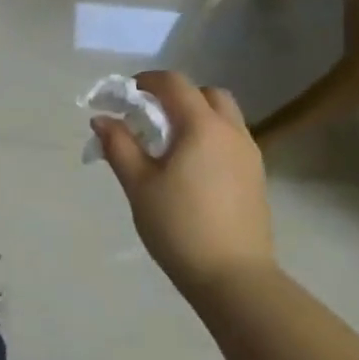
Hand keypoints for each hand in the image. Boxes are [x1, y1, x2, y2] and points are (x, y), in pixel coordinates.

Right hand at [92, 70, 273, 291]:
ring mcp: (249, 155)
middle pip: (206, 94)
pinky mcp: (256, 177)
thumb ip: (119, 145)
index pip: (174, 84)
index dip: (146, 81)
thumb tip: (102, 118)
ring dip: (195, 116)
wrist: (234, 278)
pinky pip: (231, 140)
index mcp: (202, 127)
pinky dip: (209, 137)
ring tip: (168, 143)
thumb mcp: (139, 184)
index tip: (124, 96)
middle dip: (176, 96)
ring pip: (224, 117)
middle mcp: (231, 132)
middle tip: (149, 117)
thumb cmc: (179, 226)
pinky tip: (190, 167)